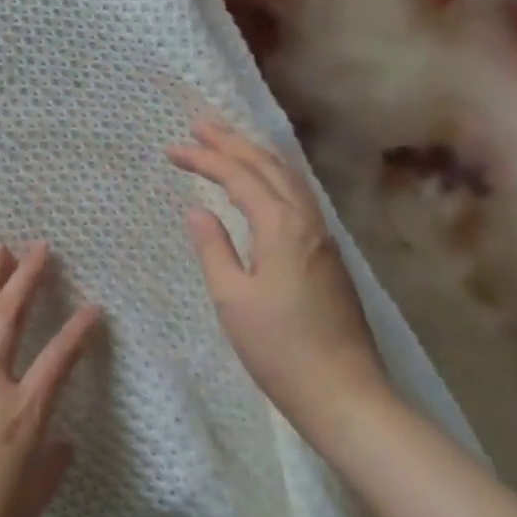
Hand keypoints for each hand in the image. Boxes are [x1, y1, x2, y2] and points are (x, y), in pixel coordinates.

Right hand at [167, 119, 389, 439]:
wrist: (344, 393)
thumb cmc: (279, 348)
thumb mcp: (232, 298)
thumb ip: (214, 248)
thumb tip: (198, 210)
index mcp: (282, 228)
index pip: (239, 178)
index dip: (205, 159)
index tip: (172, 148)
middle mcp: (307, 222)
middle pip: (269, 167)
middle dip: (233, 141)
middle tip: (200, 123)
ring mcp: (323, 238)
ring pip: (288, 179)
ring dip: (256, 155)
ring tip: (227, 141)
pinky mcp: (327, 255)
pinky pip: (297, 197)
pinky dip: (273, 177)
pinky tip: (262, 184)